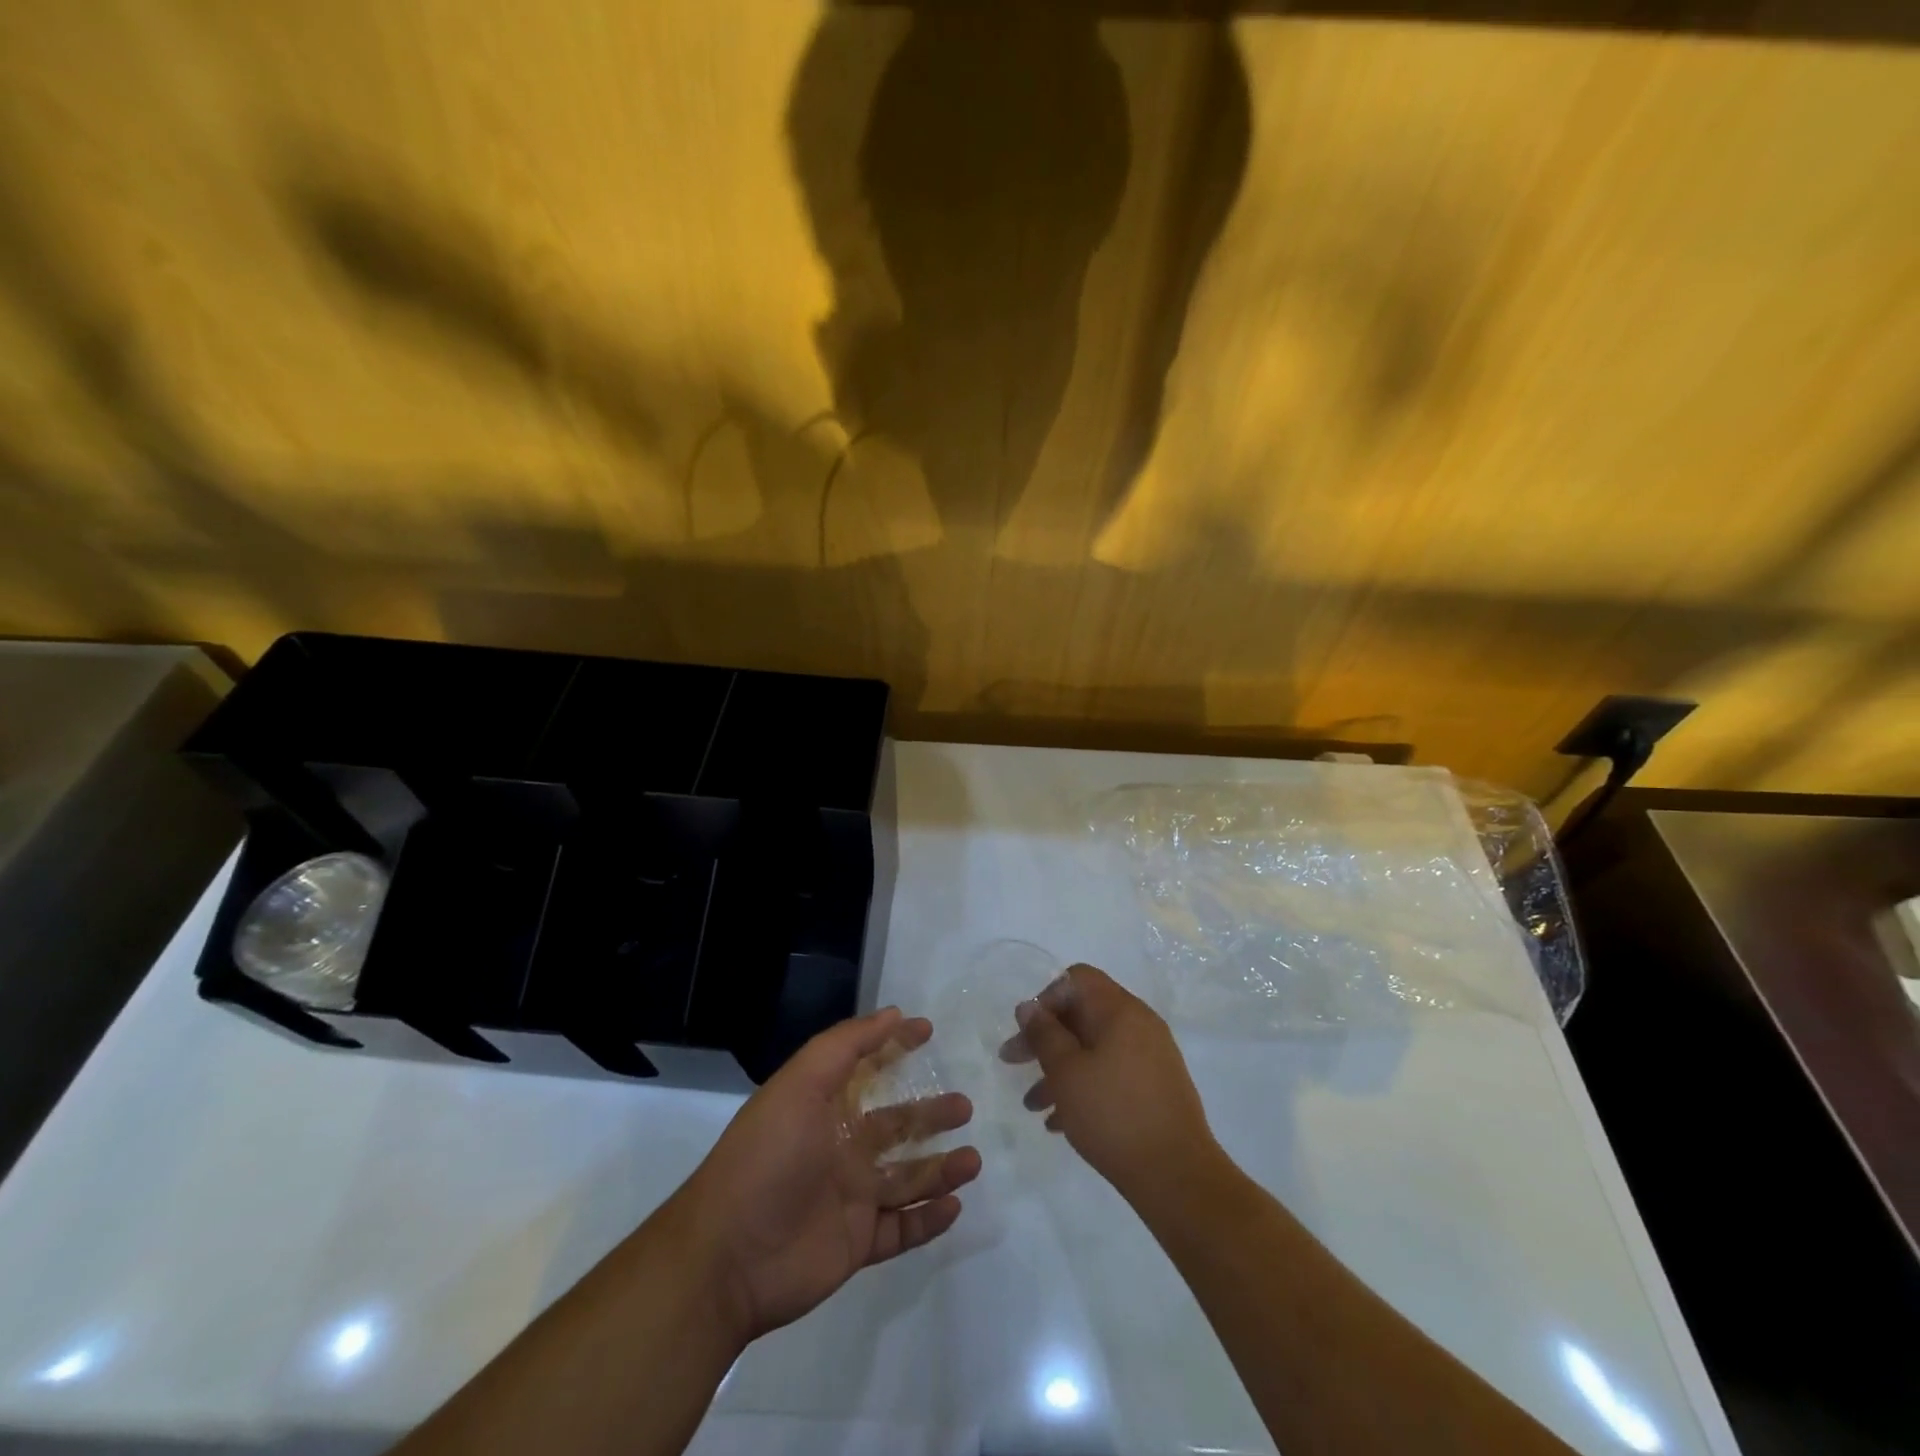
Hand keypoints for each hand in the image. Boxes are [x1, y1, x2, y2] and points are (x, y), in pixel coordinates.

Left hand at [674, 1006, 979, 1343]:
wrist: (728, 1256)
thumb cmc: (767, 1156)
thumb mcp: (800, 1083)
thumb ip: (846, 1046)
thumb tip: (893, 1014)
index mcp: (824, 1108)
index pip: (867, 1069)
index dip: (894, 1047)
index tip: (928, 1031)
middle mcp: (840, 1148)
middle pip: (895, 1126)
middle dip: (929, 1114)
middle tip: (964, 1105)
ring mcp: (850, 1198)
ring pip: (906, 1179)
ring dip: (940, 1168)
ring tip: (973, 1159)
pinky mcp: (857, 1244)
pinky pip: (902, 1230)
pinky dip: (928, 1220)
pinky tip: (955, 1205)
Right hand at [1010, 964, 1221, 1203]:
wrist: (1178, 1177)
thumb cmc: (1114, 1115)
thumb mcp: (1066, 1072)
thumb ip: (1044, 1034)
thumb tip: (1029, 1006)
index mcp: (1120, 1010)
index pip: (1077, 979)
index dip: (1046, 997)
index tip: (1025, 1030)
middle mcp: (1139, 1024)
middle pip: (1083, 1014)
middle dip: (1045, 1037)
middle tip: (1012, 1062)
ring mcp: (1151, 1056)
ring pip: (1095, 1048)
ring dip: (1061, 1068)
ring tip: (1032, 1105)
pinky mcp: (1156, 1087)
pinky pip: (1112, 1073)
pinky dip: (1085, 1086)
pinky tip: (1060, 1121)